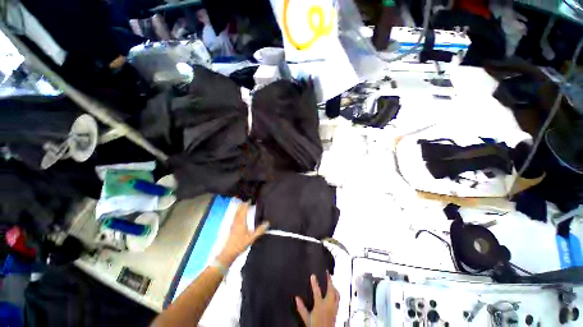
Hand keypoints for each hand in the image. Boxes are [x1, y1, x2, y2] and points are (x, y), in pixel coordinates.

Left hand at [217, 203, 268, 265]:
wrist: (228, 253)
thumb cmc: (239, 245)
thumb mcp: (252, 238)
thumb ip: (260, 230)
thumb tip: (267, 223)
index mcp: (241, 222)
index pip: (244, 210)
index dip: (246, 204)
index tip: (249, 200)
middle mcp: (236, 222)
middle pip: (239, 210)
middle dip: (242, 205)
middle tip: (247, 201)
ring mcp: (233, 225)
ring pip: (236, 214)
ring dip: (239, 208)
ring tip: (242, 206)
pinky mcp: (231, 228)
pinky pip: (234, 217)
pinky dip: (237, 213)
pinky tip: (238, 216)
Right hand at [295, 272, 339, 326]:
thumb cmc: (315, 326)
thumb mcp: (306, 318)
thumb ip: (301, 308)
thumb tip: (296, 298)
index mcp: (320, 306)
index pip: (317, 292)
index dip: (314, 283)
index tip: (313, 275)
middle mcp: (328, 306)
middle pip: (331, 290)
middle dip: (329, 281)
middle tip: (327, 273)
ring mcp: (334, 308)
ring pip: (336, 294)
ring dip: (334, 287)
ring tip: (332, 281)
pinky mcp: (337, 312)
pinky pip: (338, 300)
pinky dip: (336, 294)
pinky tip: (335, 293)